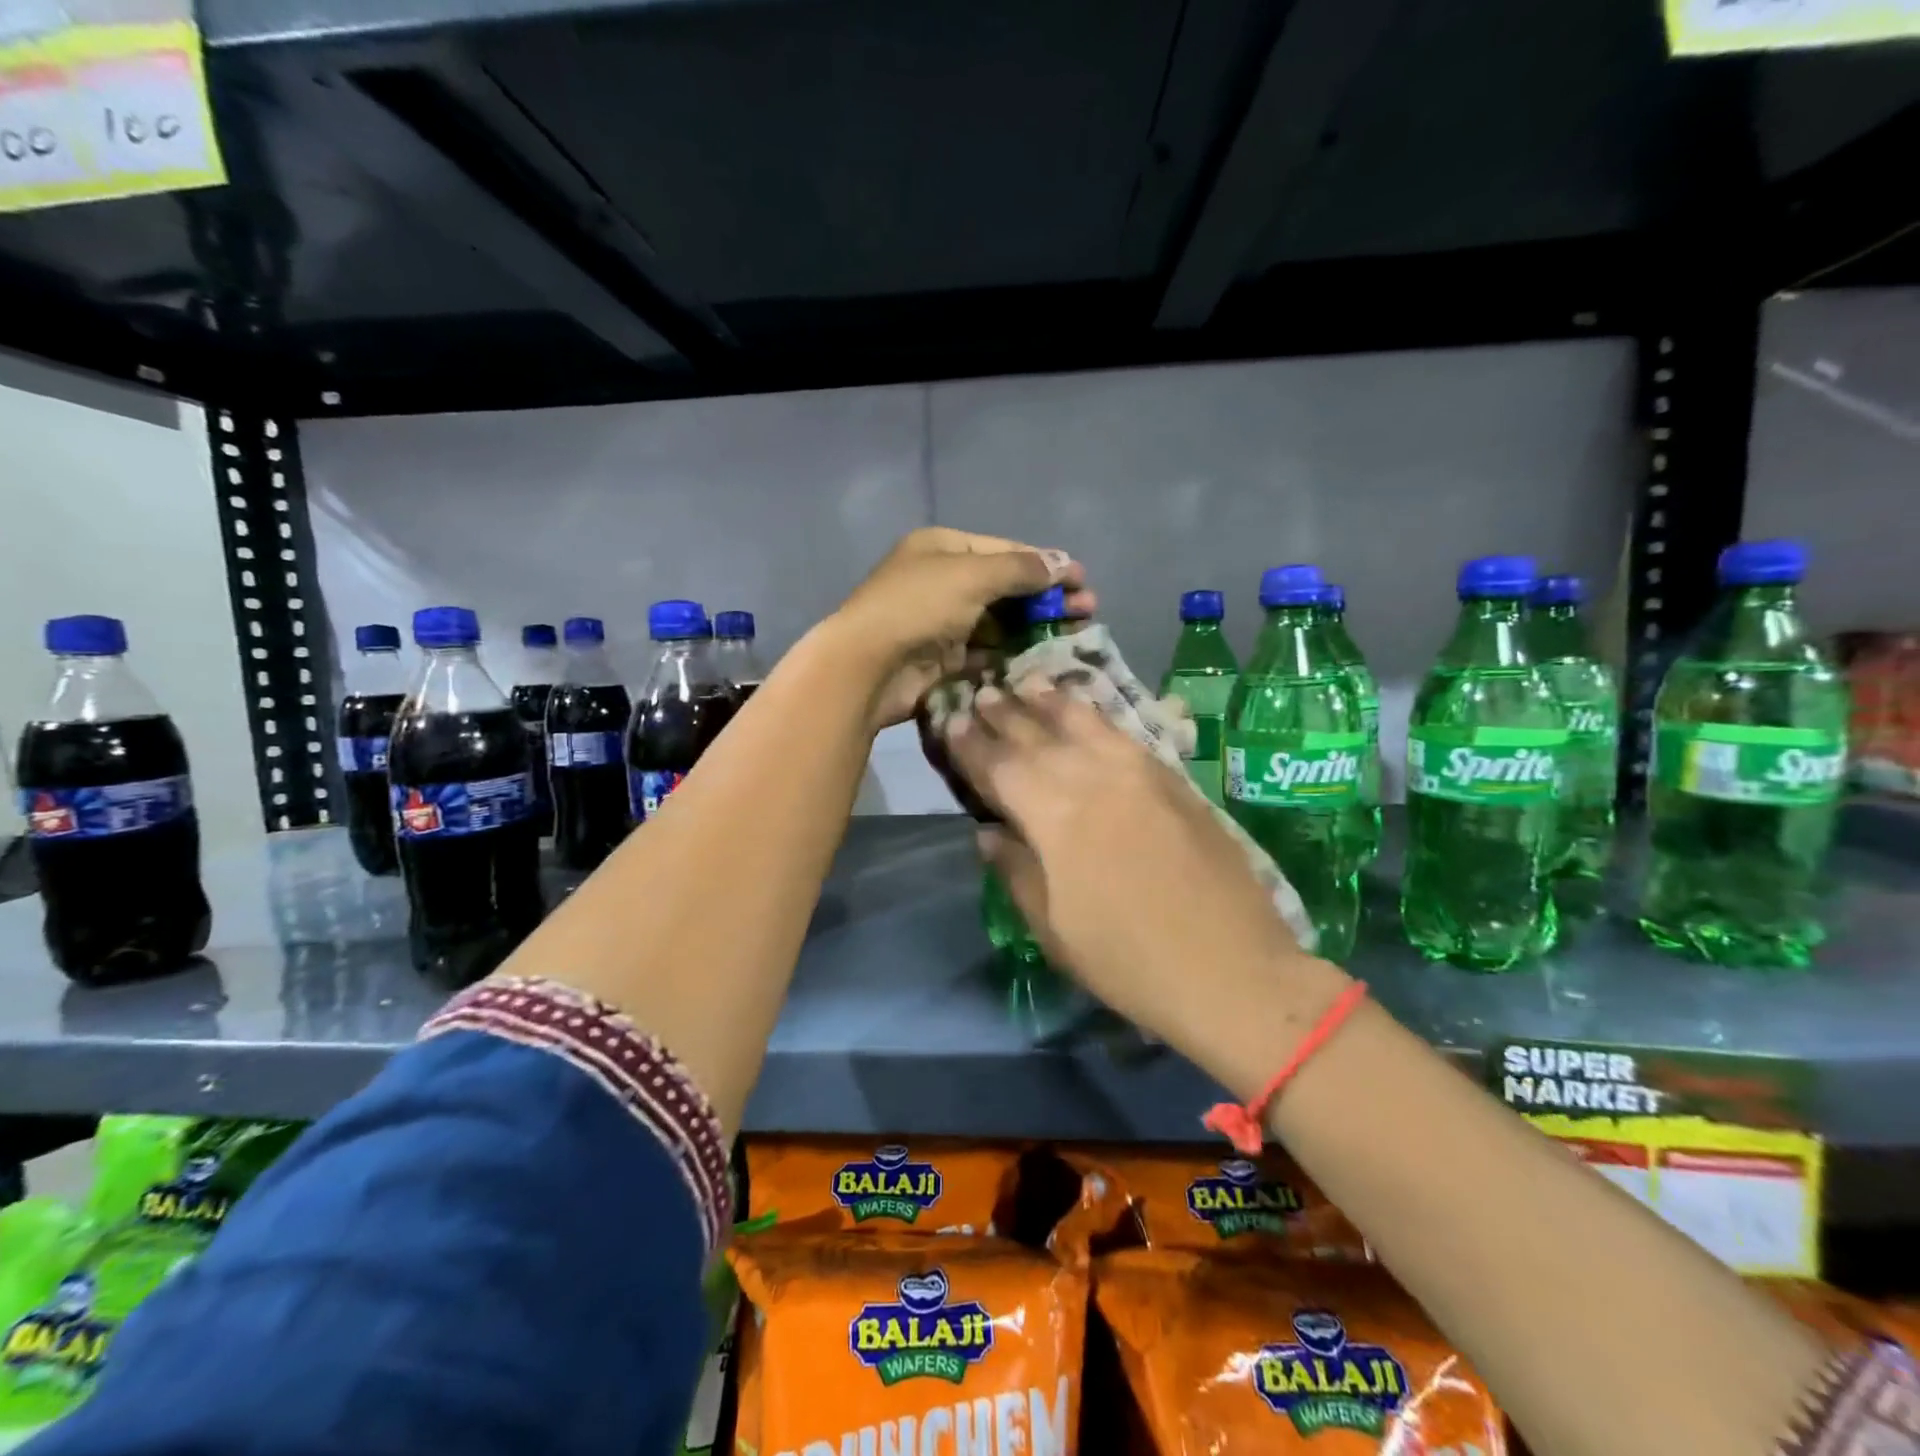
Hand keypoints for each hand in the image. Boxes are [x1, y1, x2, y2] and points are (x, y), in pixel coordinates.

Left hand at [825, 527, 1095, 729]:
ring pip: (1000, 622)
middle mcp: (943, 582)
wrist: (867, 666)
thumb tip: (1062, 563)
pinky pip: (987, 652)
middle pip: (1006, 587)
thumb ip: (1020, 569)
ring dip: (1036, 627)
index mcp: (944, 549)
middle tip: (1087, 612)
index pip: (1006, 551)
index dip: (1045, 564)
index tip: (1082, 580)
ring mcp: (943, 622)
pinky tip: (1044, 659)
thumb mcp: (972, 575)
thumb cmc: (918, 606)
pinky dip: (1013, 653)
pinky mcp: (944, 659)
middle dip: (1047, 597)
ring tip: (1076, 636)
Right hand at [943, 683, 1348, 1096]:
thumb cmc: (1128, 960)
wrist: (1231, 968)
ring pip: (1083, 721)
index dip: (972, 745)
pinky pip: (1122, 731)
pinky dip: (1096, 715)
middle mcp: (1092, 777)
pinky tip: (1085, 709)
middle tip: (982, 692)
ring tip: (1027, 682)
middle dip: (1005, 713)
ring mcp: (1137, 772)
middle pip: (1037, 735)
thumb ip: (1016, 870)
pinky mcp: (1172, 777)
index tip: (951, 722)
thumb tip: (988, 832)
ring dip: (1050, 701)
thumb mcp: (1053, 928)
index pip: (1000, 766)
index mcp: (1053, 815)